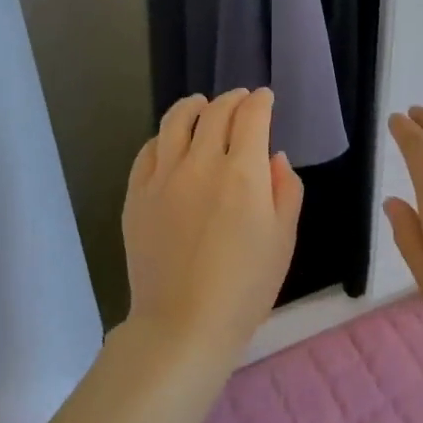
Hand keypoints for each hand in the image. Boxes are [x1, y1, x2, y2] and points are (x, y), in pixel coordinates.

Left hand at [121, 89, 304, 366]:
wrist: (184, 323)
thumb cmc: (246, 286)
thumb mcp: (284, 239)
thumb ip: (285, 189)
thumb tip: (273, 157)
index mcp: (242, 174)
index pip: (251, 117)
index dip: (260, 102)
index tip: (265, 99)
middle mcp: (201, 164)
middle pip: (214, 112)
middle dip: (232, 99)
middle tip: (240, 100)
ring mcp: (163, 177)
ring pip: (175, 121)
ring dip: (193, 105)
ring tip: (201, 104)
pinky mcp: (136, 195)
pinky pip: (148, 150)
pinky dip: (164, 137)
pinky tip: (170, 141)